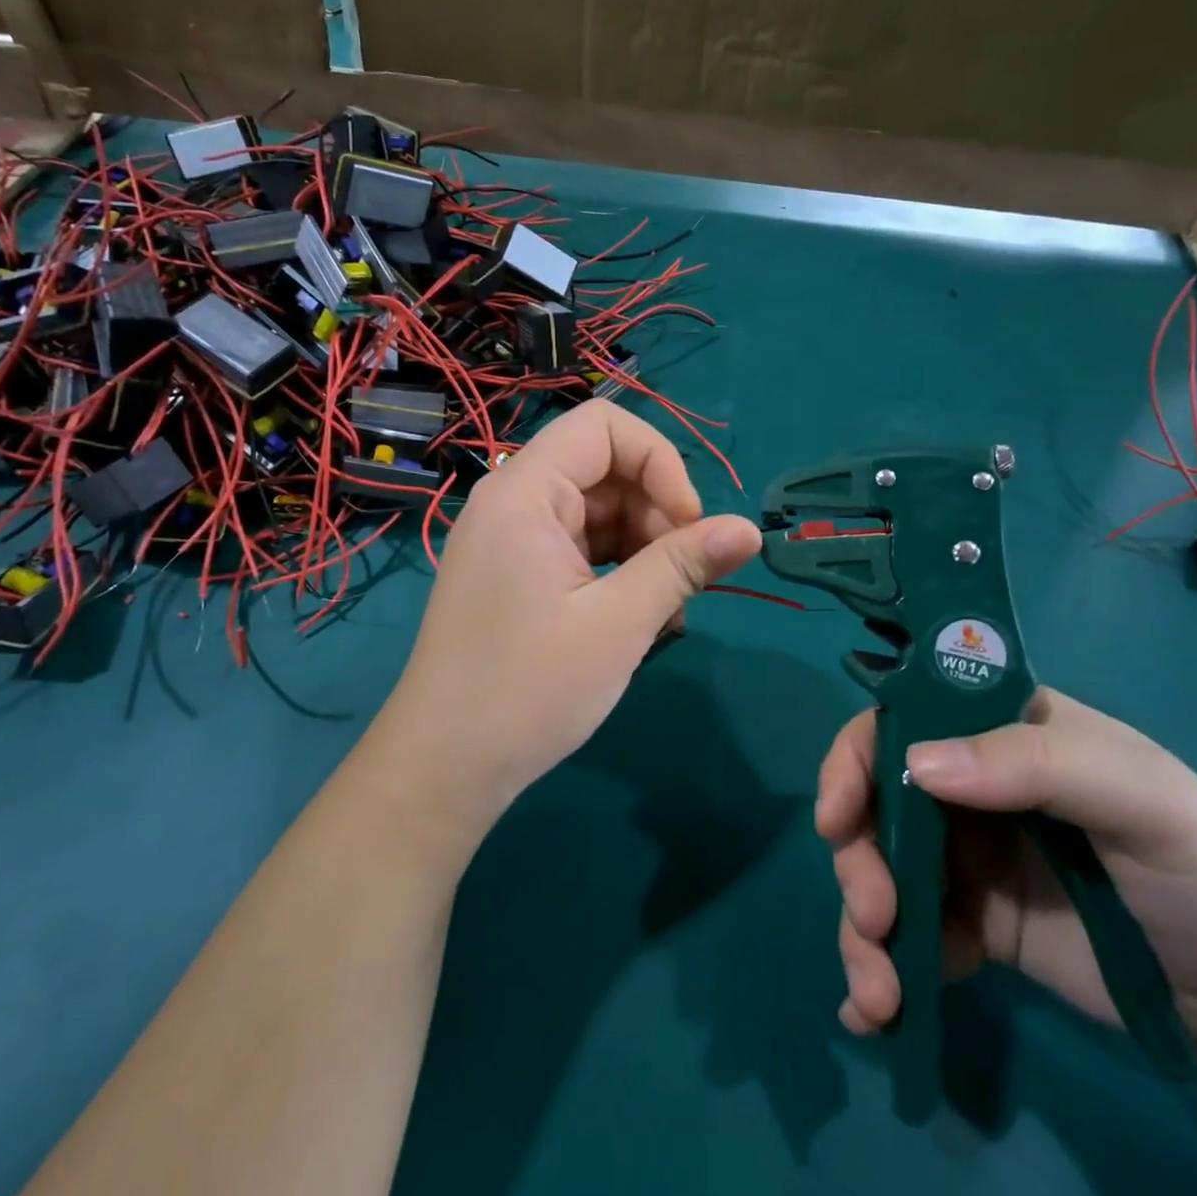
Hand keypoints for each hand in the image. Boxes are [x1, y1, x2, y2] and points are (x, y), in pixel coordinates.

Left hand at [371, 400, 762, 838]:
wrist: (444, 768)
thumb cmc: (529, 689)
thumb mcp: (620, 623)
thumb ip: (684, 565)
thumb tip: (751, 530)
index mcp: (525, 492)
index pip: (604, 427)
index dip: (660, 462)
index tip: (689, 524)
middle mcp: (512, 502)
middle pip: (604, 470)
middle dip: (655, 512)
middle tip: (683, 578)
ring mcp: (511, 540)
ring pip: (596, 512)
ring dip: (642, 547)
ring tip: (666, 608)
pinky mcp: (515, 575)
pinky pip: (579, 548)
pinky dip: (616, 570)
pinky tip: (640, 619)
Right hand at [819, 687, 1196, 1048]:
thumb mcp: (1140, 797)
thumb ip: (1034, 765)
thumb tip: (917, 767)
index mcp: (997, 733)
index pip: (902, 720)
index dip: (855, 758)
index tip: (836, 817)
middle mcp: (968, 785)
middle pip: (874, 803)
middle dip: (857, 860)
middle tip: (874, 918)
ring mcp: (964, 857)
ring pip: (879, 871)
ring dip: (861, 929)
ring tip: (879, 995)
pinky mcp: (970, 925)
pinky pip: (908, 935)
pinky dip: (882, 968)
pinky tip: (877, 1016)